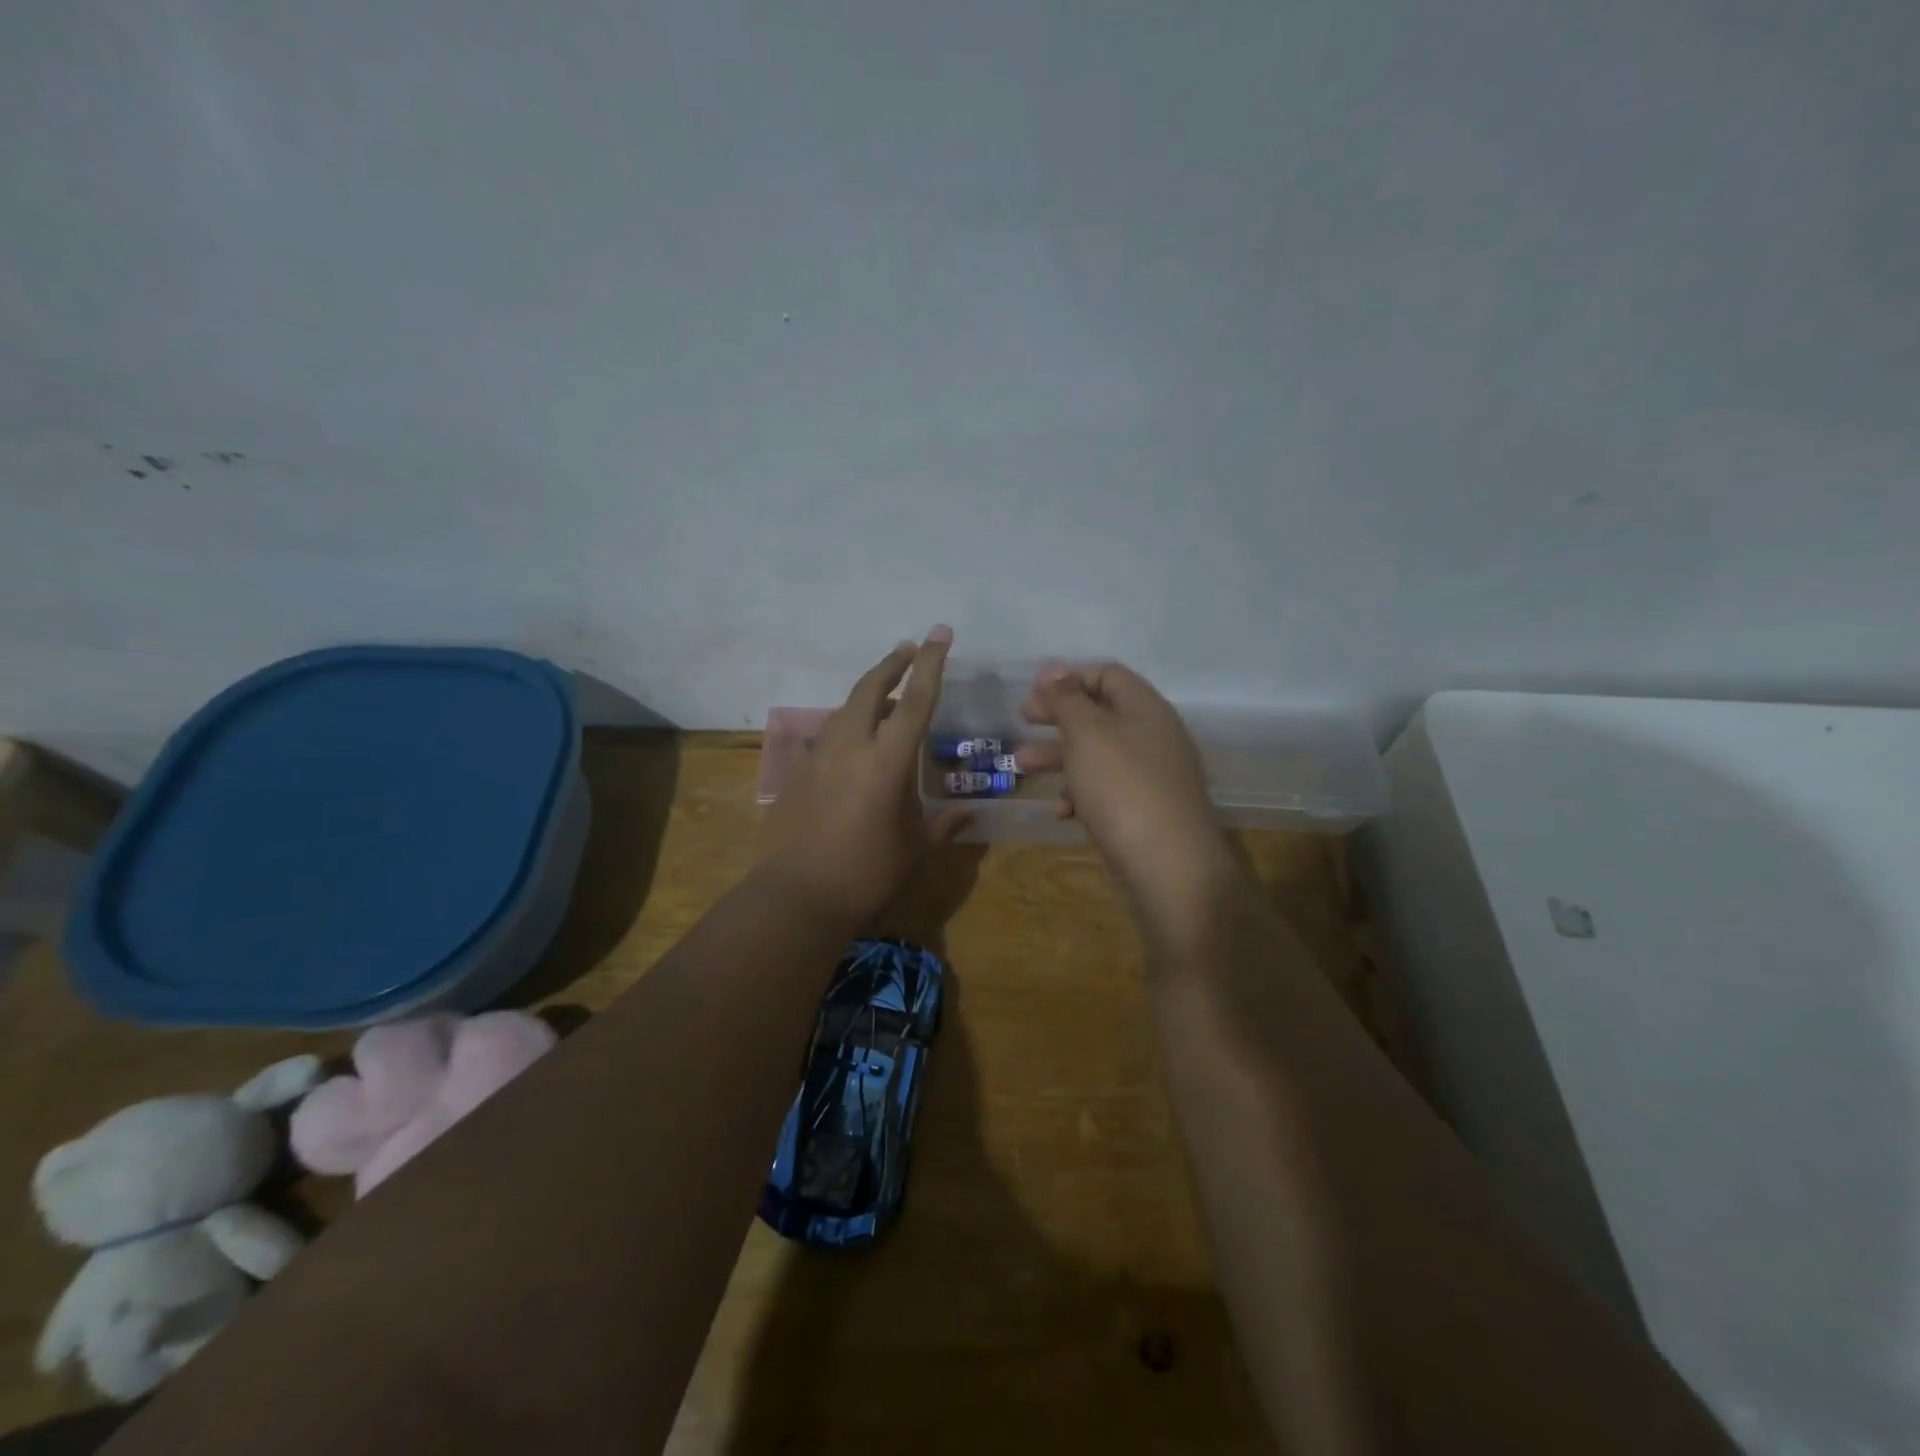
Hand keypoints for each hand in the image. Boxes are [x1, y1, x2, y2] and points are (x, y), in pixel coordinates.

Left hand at [760, 628, 967, 924]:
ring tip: (889, 699)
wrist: (796, 896)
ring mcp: (818, 756)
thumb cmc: (867, 874)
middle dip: (892, 664)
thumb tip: (967, 813)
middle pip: (870, 688)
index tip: (939, 633)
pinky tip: (857, 745)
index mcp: (886, 761)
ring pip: (846, 709)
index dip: (931, 664)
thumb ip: (943, 825)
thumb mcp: (914, 849)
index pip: (915, 700)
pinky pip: (829, 735)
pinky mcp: (798, 772)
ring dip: (870, 695)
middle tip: (909, 650)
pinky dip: (850, 726)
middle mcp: (850, 746)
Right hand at [1018, 662, 1237, 933]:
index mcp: (1146, 709)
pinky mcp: (1144, 812)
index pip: (1108, 674)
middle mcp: (1153, 737)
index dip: (1069, 676)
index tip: (1032, 690)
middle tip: (1023, 720)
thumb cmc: (1122, 788)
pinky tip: (1061, 811)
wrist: (1169, 867)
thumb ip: (1068, 700)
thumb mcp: (1088, 734)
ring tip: (1021, 766)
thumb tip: (1054, 673)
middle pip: (1100, 714)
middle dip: (1057, 716)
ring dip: (1058, 756)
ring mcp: (1151, 777)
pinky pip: (1106, 791)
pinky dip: (1080, 794)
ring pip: (1098, 755)